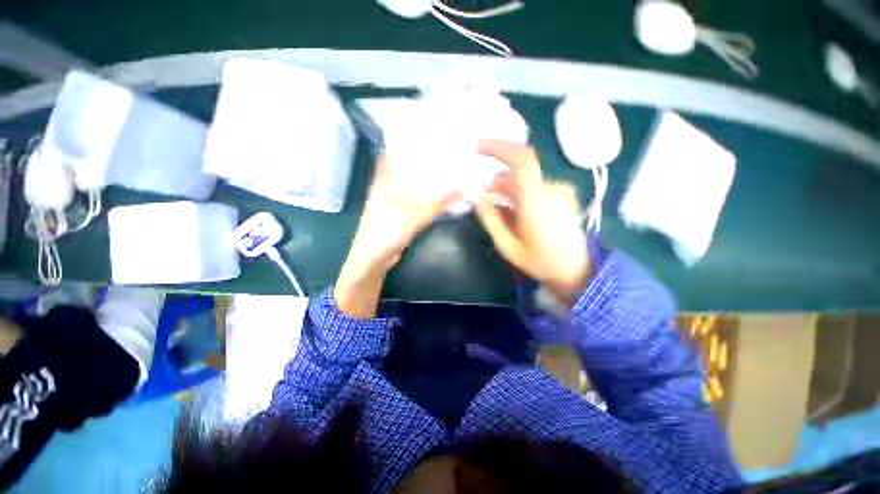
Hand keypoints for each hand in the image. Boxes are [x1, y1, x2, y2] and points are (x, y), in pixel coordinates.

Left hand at [336, 153, 459, 317]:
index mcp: (385, 176)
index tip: (430, 133)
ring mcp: (392, 197)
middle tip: (447, 150)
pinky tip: (441, 191)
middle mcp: (387, 182)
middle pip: (406, 164)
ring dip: (427, 176)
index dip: (410, 139)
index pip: (395, 149)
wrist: (374, 258)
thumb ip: (442, 201)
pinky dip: (426, 193)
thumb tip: (468, 188)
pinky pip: (414, 196)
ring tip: (448, 167)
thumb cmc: (388, 231)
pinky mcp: (398, 210)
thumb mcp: (417, 214)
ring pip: (412, 181)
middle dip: (425, 158)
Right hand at [476, 140, 590, 304]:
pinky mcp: (562, 192)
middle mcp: (551, 189)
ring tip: (501, 213)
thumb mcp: (507, 246)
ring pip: (524, 180)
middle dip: (496, 183)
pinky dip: (519, 193)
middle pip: (516, 173)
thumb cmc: (539, 262)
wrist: (574, 270)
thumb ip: (490, 218)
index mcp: (537, 203)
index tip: (478, 148)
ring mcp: (559, 190)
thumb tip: (476, 195)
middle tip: (484, 200)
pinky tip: (516, 212)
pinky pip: (534, 185)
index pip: (522, 160)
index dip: (499, 147)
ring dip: (507, 190)